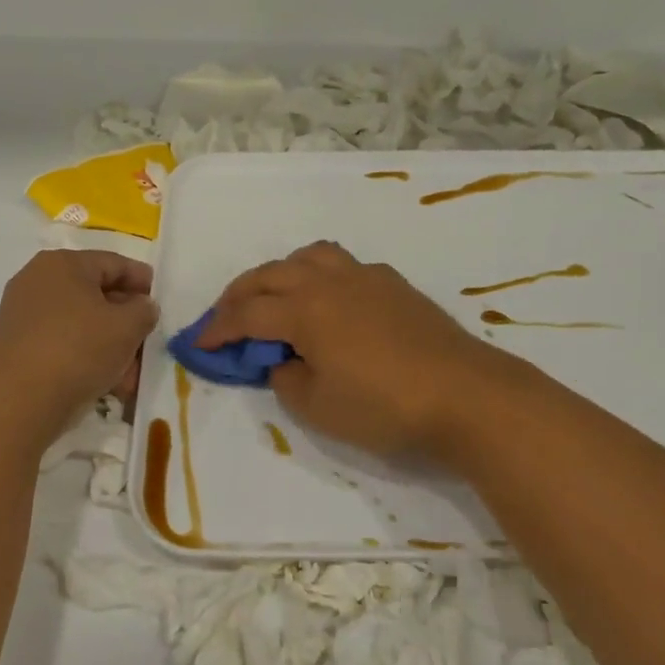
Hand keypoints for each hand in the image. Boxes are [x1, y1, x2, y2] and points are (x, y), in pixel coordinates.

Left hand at [0, 250, 158, 415]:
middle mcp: (38, 282)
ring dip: (109, 346)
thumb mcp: (127, 326)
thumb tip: (141, 307)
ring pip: (80, 324)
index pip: (113, 263)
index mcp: (64, 264)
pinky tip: (106, 385)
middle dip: (126, 321)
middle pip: (96, 295)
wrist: (17, 401)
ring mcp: (23, 316)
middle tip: (146, 342)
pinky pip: (62, 345)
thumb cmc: (78, 349)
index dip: (141, 280)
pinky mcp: (17, 348)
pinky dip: (86, 359)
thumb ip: (144, 310)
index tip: (159, 301)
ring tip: (130, 376)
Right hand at [198, 242, 521, 462]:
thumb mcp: (319, 408)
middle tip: (225, 317)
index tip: (198, 343)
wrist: (466, 395)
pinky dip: (319, 275)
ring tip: (275, 297)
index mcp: (305, 309)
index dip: (218, 328)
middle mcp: (330, 281)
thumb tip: (283, 360)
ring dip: (280, 273)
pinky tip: (328, 302)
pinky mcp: (394, 284)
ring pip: (308, 257)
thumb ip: (286, 379)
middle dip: (240, 294)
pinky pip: (343, 265)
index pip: (248, 314)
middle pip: (271, 274)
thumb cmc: (385, 407)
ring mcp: (366, 277)